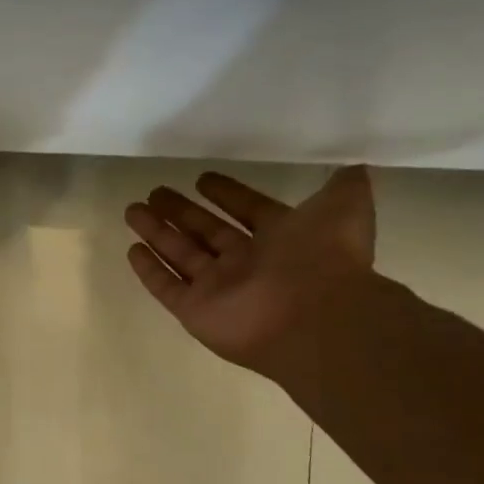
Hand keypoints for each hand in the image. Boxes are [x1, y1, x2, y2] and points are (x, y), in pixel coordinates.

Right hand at [125, 166, 376, 374]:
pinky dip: (150, 270)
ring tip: (132, 210)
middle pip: (206, 232)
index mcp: (281, 238)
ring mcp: (219, 289)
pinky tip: (132, 249)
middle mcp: (248, 263)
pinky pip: (167, 287)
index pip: (247, 211)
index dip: (226, 194)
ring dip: (157, 233)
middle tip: (154, 192)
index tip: (201, 179)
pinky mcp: (196, 311)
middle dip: (180, 211)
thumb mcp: (345, 206)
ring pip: (181, 255)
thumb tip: (350, 167)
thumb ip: (342, 186)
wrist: (315, 316)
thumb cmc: (325, 256)